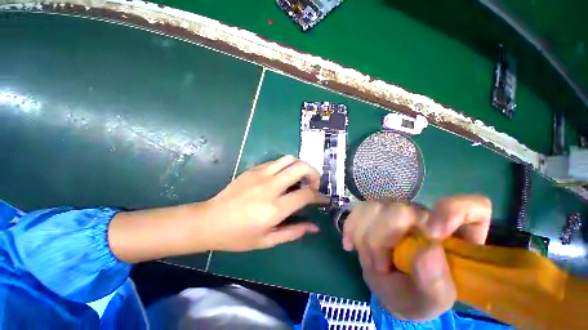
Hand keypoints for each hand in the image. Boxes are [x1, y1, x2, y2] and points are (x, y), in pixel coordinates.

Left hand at [109, 155, 327, 262]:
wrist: (209, 221)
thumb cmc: (238, 236)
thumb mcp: (267, 240)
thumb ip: (293, 232)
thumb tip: (314, 227)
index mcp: (275, 208)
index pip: (306, 194)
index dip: (319, 196)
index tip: (323, 199)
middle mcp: (271, 187)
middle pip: (301, 167)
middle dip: (314, 173)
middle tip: (313, 184)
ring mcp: (261, 174)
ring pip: (289, 159)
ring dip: (300, 166)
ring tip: (301, 177)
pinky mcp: (253, 169)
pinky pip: (276, 161)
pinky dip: (286, 166)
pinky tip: (283, 177)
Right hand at [342, 195, 490, 320]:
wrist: (388, 288)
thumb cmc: (416, 297)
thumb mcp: (431, 303)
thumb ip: (436, 285)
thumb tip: (428, 251)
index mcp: (454, 236)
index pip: (471, 206)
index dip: (452, 211)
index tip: (432, 233)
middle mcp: (424, 215)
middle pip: (401, 210)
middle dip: (382, 240)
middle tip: (379, 266)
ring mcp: (396, 210)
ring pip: (374, 207)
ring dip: (365, 239)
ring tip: (369, 260)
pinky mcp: (374, 211)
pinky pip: (358, 210)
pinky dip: (351, 228)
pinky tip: (350, 244)